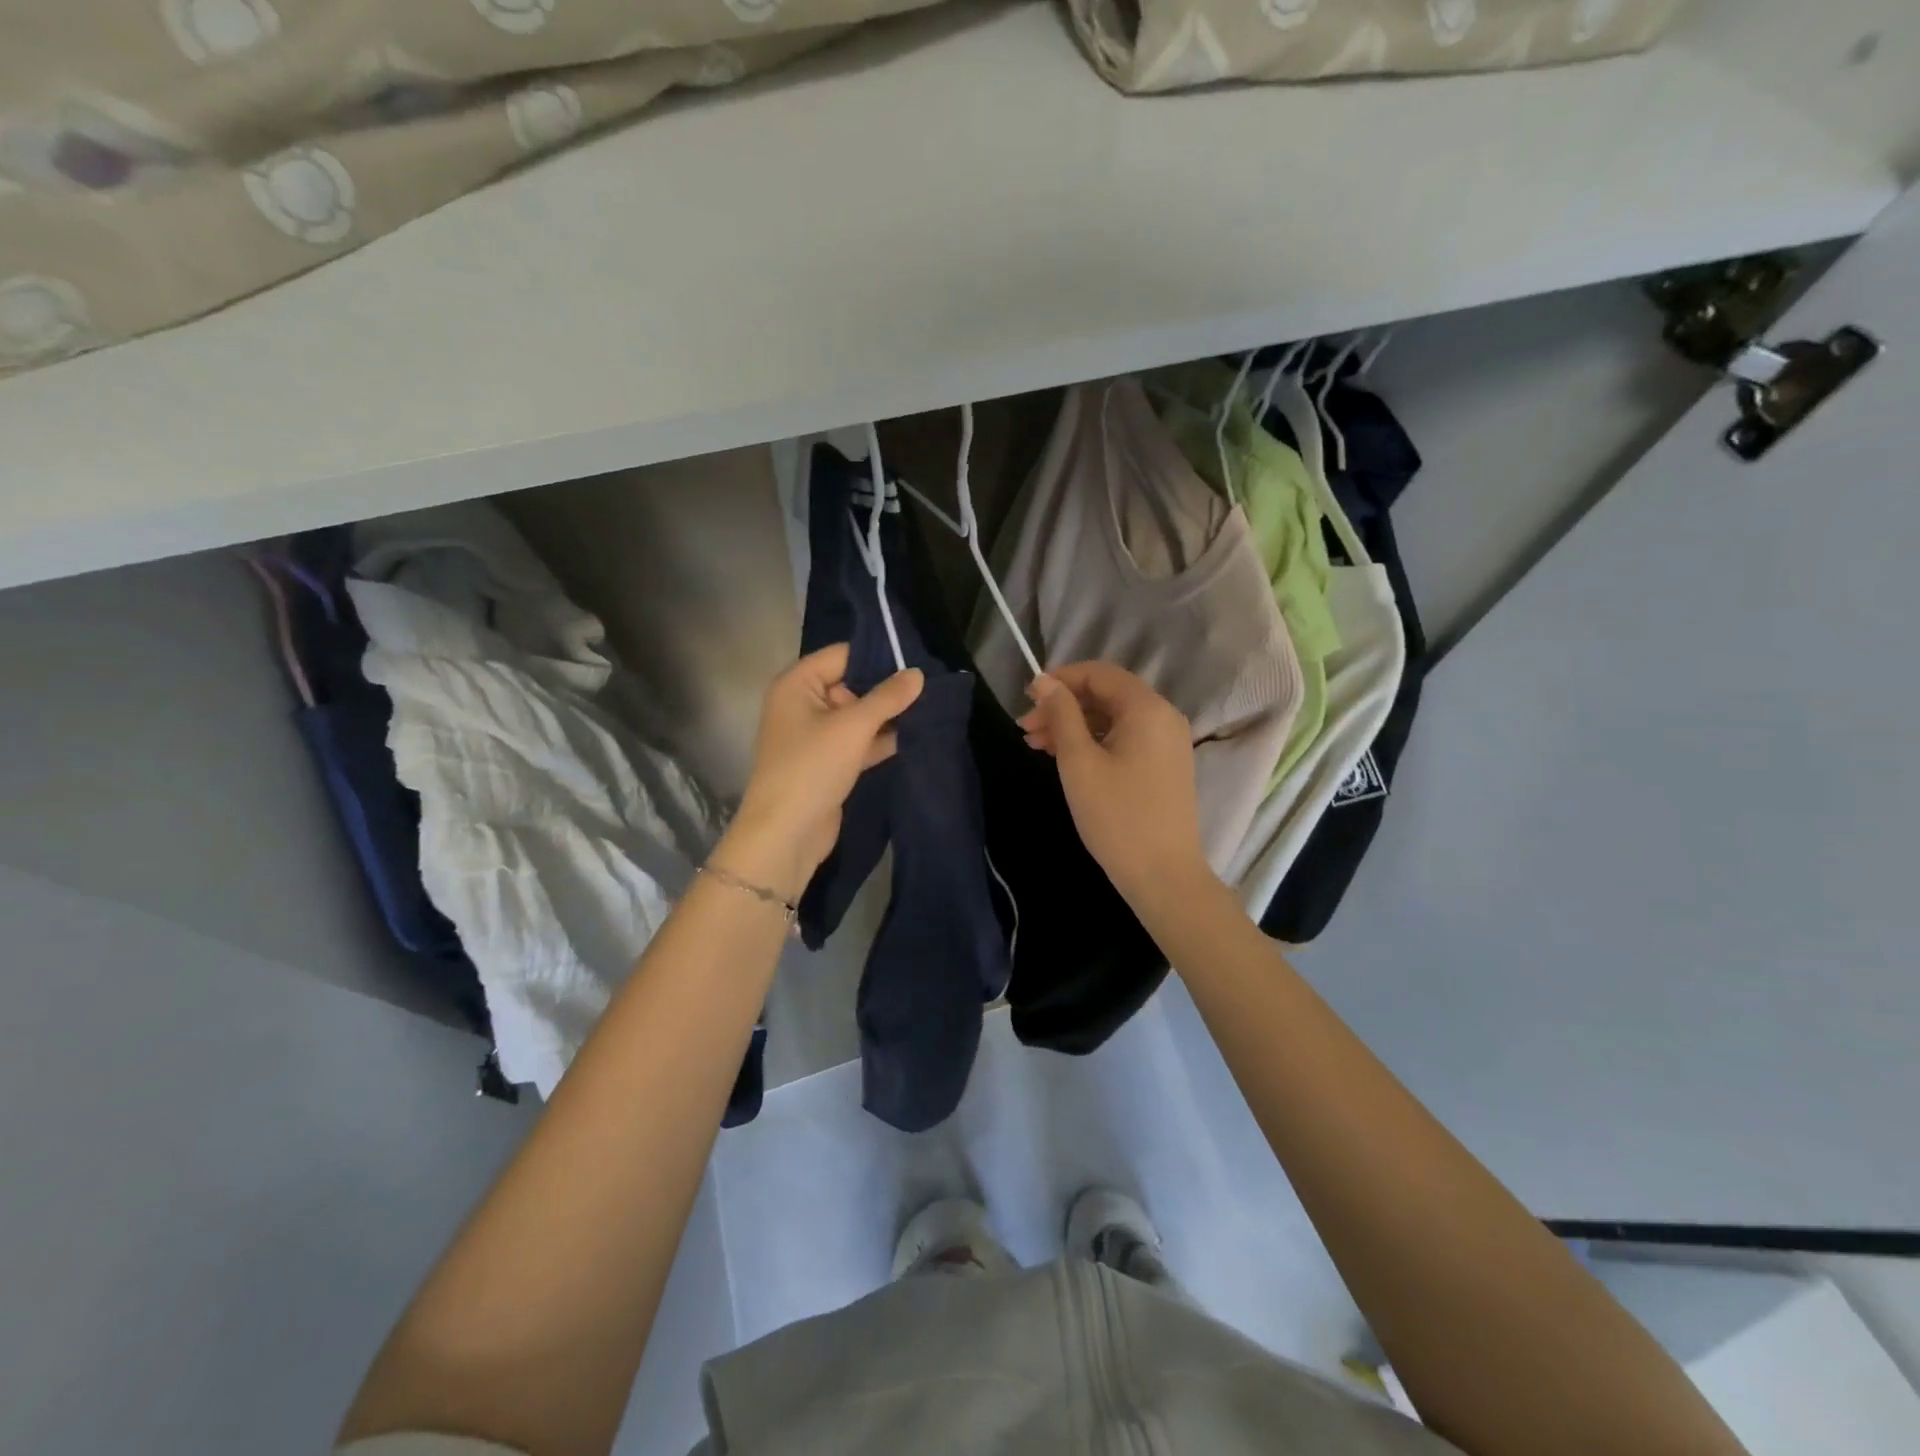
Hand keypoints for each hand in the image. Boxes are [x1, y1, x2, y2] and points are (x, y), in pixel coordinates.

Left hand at [717, 644, 923, 900]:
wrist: (786, 833)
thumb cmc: (812, 767)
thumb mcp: (853, 727)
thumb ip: (887, 697)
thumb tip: (918, 674)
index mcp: (797, 684)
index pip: (842, 655)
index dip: (878, 655)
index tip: (917, 658)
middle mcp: (803, 704)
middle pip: (851, 684)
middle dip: (887, 688)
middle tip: (930, 685)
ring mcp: (815, 736)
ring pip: (857, 716)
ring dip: (887, 716)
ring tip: (930, 708)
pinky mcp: (828, 763)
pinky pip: (858, 742)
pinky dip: (880, 740)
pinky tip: (914, 737)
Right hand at [1018, 662, 1213, 906]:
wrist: (1163, 875)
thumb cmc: (1116, 816)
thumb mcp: (1079, 762)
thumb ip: (1061, 715)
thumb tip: (1045, 682)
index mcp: (1147, 709)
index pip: (1099, 673)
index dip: (1061, 679)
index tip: (1027, 698)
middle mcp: (1163, 717)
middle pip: (1106, 694)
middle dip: (1063, 706)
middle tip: (1026, 728)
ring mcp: (1166, 743)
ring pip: (1112, 718)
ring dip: (1074, 725)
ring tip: (1036, 745)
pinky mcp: (1163, 765)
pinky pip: (1124, 738)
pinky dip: (1093, 742)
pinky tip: (1064, 758)